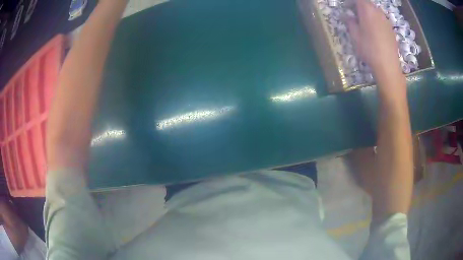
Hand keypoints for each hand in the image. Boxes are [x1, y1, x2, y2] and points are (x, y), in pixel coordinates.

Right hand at [344, 0, 402, 84]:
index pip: (358, 0)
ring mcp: (386, 20)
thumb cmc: (369, 49)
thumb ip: (350, 22)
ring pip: (375, 11)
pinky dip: (376, 20)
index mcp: (367, 10)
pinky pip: (381, 19)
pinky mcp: (391, 29)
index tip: (347, 8)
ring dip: (369, 13)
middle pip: (367, 3)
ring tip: (365, 23)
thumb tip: (348, 16)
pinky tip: (375, 31)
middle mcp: (377, 12)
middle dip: (360, 7)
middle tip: (355, 15)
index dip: (351, 2)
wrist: (388, 65)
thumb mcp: (354, 36)